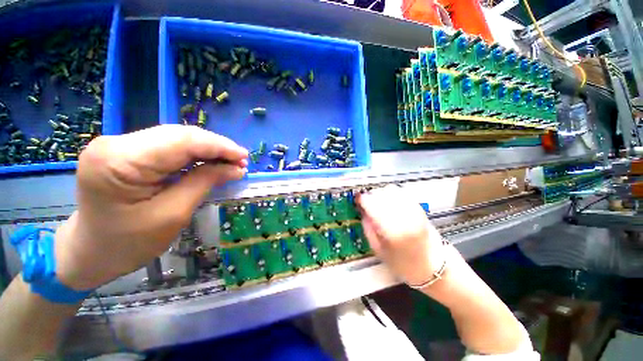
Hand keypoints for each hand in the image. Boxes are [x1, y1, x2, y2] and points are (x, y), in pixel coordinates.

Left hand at [54, 125, 247, 289]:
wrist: (90, 252)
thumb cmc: (127, 244)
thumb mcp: (172, 215)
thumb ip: (204, 183)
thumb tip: (236, 168)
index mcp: (118, 160)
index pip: (181, 140)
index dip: (219, 146)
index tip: (244, 157)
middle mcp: (116, 143)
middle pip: (180, 135)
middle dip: (216, 147)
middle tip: (241, 162)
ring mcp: (120, 145)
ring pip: (177, 139)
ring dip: (208, 150)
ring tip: (230, 163)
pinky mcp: (127, 152)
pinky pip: (170, 147)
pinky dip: (195, 155)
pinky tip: (210, 163)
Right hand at [356, 185, 444, 285]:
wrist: (435, 267)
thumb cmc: (405, 265)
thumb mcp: (379, 251)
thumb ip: (368, 229)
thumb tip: (362, 212)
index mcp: (393, 230)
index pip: (372, 204)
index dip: (362, 199)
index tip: (356, 200)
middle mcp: (404, 216)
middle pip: (381, 194)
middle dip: (370, 196)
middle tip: (365, 203)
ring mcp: (413, 210)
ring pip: (391, 190)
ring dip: (380, 193)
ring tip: (376, 202)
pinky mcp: (419, 208)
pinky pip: (401, 193)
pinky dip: (391, 193)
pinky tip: (387, 201)